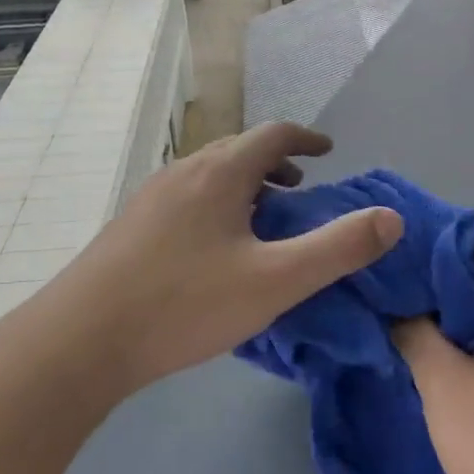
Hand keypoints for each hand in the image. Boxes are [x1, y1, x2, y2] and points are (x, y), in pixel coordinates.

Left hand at [47, 123, 403, 393]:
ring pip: (209, 174)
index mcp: (220, 172)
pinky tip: (215, 250)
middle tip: (301, 191)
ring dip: (245, 185)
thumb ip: (338, 249)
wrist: (82, 338)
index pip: (273, 134)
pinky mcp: (131, 225)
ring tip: (263, 219)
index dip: (307, 139)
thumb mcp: (276, 281)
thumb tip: (391, 218)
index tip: (329, 152)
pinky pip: (187, 197)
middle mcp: (184, 171)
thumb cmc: (185, 303)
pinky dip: (216, 204)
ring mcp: (151, 196)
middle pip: (239, 150)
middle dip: (276, 163)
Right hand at [393, 228, 473, 473]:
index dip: (449, 235)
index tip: (404, 242)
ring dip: (448, 308)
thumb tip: (392, 304)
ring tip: (398, 305)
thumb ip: (414, 331)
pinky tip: (424, 346)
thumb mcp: (443, 381)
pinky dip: (461, 336)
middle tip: (390, 273)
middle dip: (440, 272)